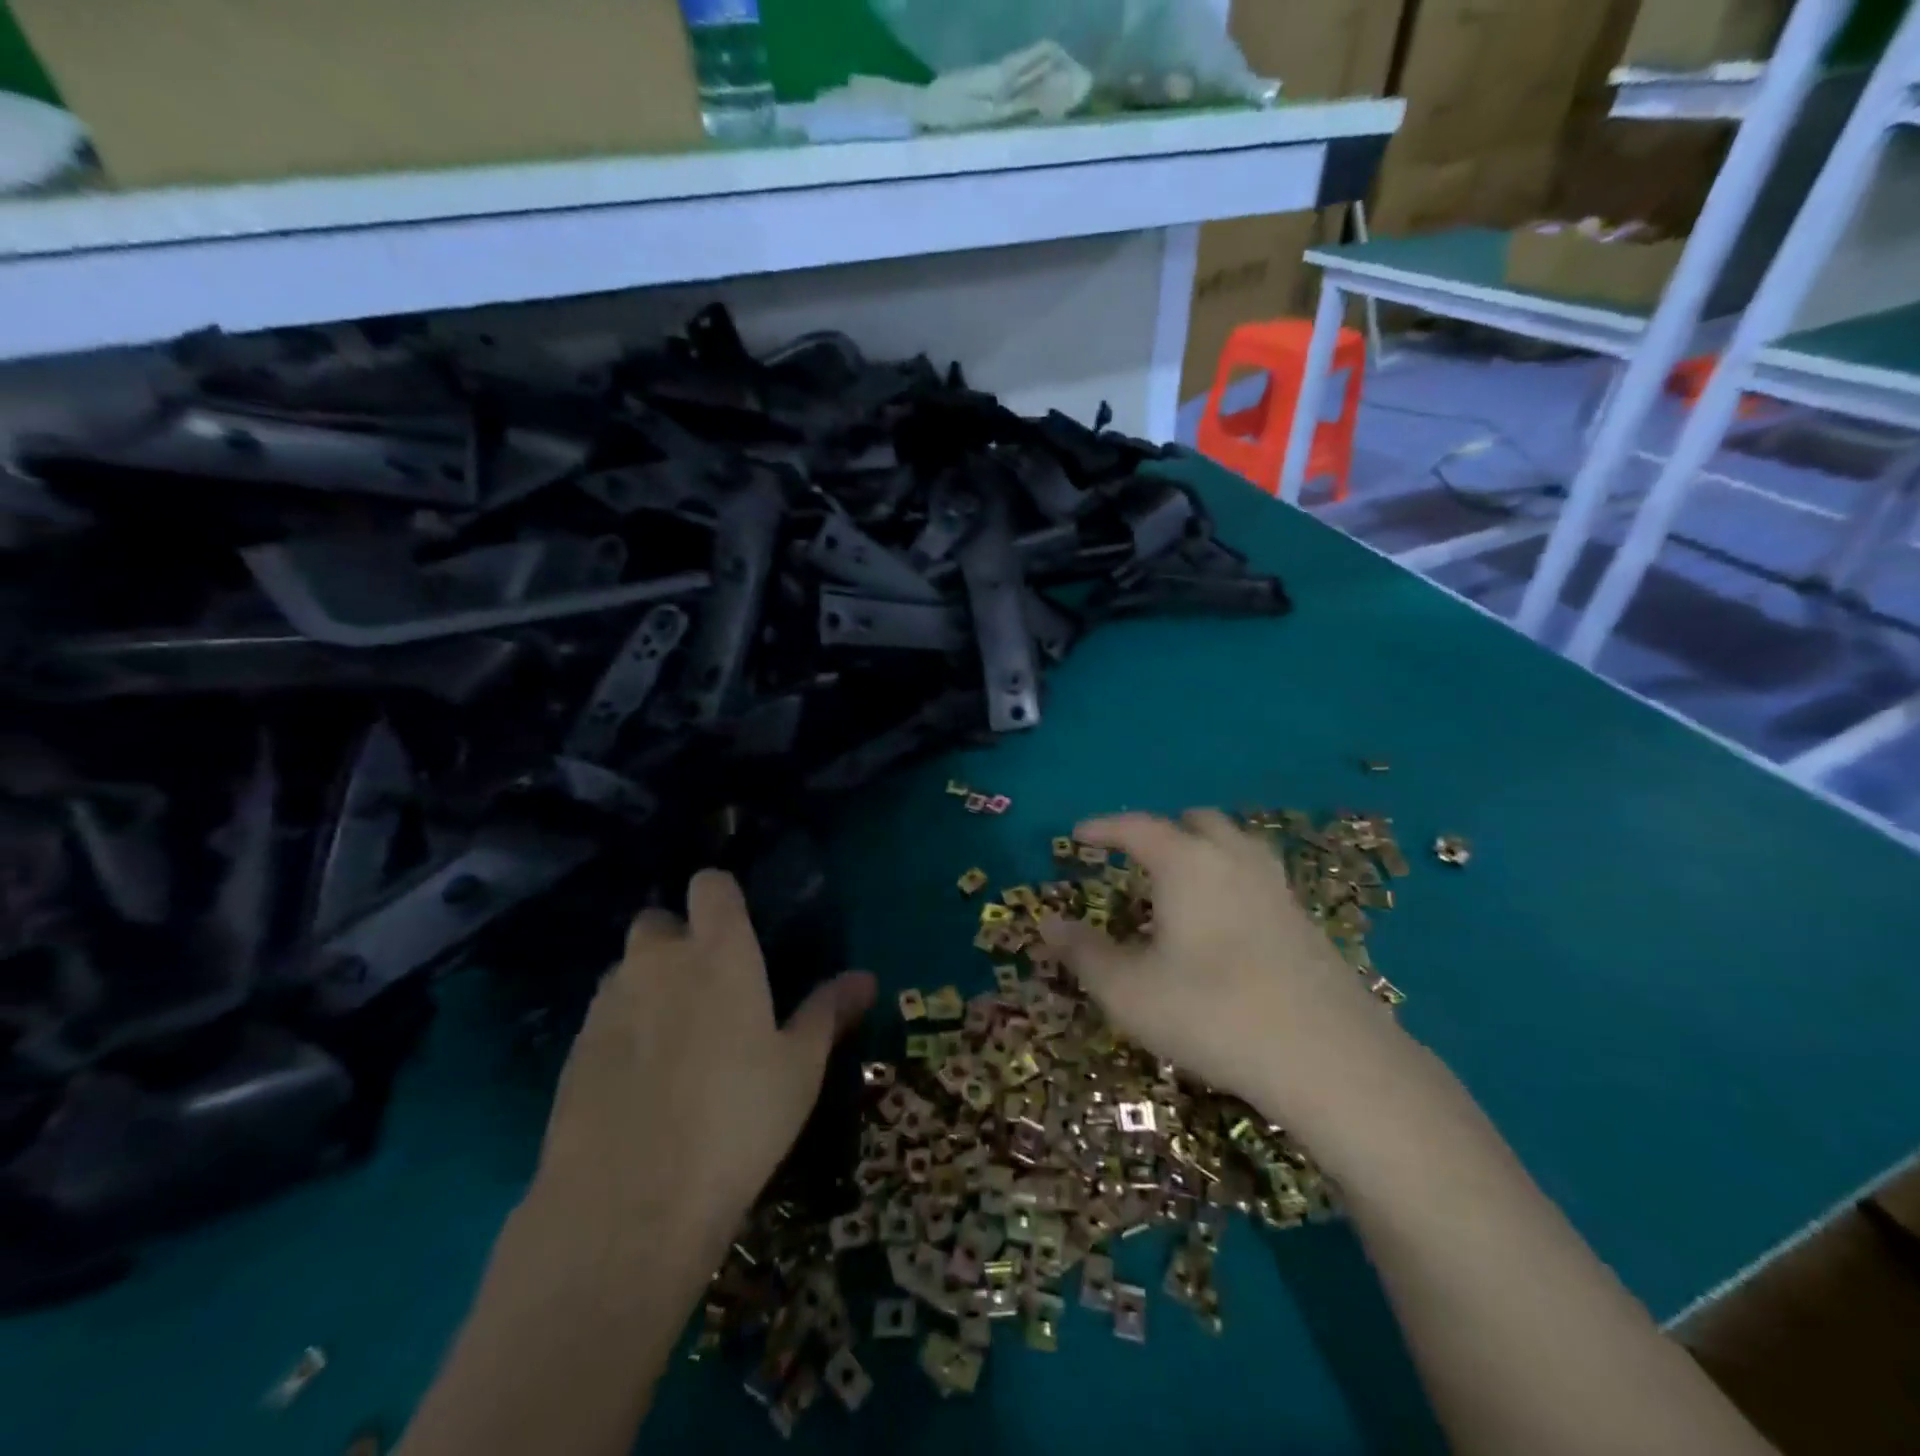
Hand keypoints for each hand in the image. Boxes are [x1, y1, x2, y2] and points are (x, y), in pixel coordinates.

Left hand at [532, 870, 874, 1253]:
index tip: (739, 929)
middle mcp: (657, 961)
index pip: (710, 885)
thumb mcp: (800, 1068)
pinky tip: (640, 1083)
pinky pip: (603, 1017)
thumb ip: (828, 1012)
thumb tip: (866, 978)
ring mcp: (607, 1003)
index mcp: (718, 951)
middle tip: (709, 991)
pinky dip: (622, 1031)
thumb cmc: (737, 1120)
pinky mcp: (572, 1050)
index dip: (722, 898)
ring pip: (628, 971)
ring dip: (649, 986)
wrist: (629, 1206)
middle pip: (659, 922)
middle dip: (679, 942)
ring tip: (676, 1042)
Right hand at [1039, 810, 1412, 1131]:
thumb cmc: (1211, 1012)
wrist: (1329, 1058)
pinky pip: (1257, 877)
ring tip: (1180, 883)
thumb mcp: (1129, 990)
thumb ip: (1083, 953)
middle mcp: (1233, 860)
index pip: (1136, 827)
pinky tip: (1222, 922)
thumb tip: (1047, 923)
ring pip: (1234, 844)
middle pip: (1196, 822)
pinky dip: (1229, 879)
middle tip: (1135, 857)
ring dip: (1202, 849)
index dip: (1103, 827)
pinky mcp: (1304, 920)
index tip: (1079, 833)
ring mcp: (1276, 888)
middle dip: (1161, 830)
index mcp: (1187, 863)